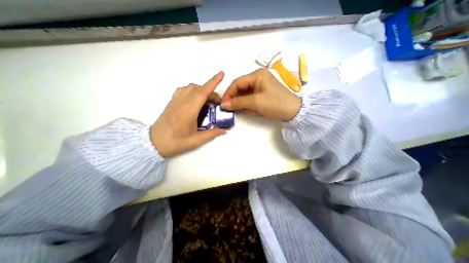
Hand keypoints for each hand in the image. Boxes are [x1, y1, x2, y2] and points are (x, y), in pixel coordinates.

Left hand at [151, 72, 225, 156]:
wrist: (153, 143)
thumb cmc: (175, 143)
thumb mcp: (196, 141)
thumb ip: (212, 134)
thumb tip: (225, 130)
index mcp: (189, 111)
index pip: (203, 92)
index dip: (213, 82)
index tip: (221, 74)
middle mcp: (182, 102)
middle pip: (199, 89)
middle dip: (211, 92)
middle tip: (217, 104)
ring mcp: (175, 100)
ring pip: (191, 87)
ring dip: (202, 90)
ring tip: (206, 101)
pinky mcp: (172, 101)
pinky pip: (183, 89)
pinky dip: (192, 90)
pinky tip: (194, 99)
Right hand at [220, 67, 299, 121]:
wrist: (293, 112)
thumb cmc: (275, 104)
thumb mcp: (255, 103)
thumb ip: (238, 103)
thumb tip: (224, 105)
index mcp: (257, 74)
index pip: (237, 83)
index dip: (229, 93)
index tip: (223, 104)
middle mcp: (258, 77)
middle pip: (240, 88)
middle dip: (236, 100)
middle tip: (231, 109)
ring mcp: (261, 85)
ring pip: (245, 94)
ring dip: (244, 104)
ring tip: (248, 111)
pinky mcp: (262, 93)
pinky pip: (251, 98)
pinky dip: (249, 105)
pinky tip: (253, 111)